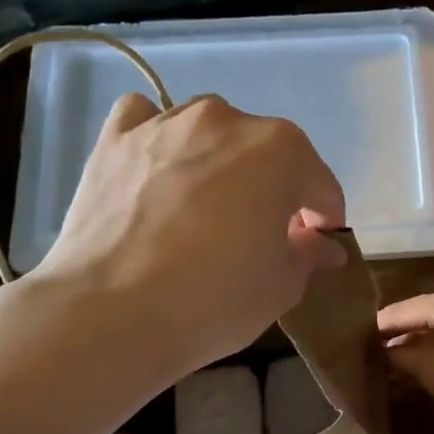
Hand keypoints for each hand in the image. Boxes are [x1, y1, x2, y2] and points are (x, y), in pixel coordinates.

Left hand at [32, 93, 345, 373]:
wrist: (109, 313)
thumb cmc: (214, 299)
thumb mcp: (282, 287)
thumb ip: (308, 255)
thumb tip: (322, 245)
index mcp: (282, 150)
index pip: (320, 185)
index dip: (323, 219)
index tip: (315, 247)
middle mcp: (227, 120)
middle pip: (265, 154)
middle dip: (272, 189)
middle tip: (258, 236)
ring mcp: (166, 123)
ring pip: (209, 132)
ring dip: (219, 161)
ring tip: (203, 207)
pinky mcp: (115, 139)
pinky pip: (146, 120)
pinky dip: (158, 139)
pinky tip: (156, 169)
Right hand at [376, 286, 433, 433]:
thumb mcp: (432, 373)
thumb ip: (403, 356)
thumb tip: (384, 349)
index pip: (403, 310)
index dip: (379, 326)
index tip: (355, 339)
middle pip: (424, 309)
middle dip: (402, 330)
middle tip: (373, 348)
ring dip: (423, 334)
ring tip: (396, 354)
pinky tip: (430, 355)